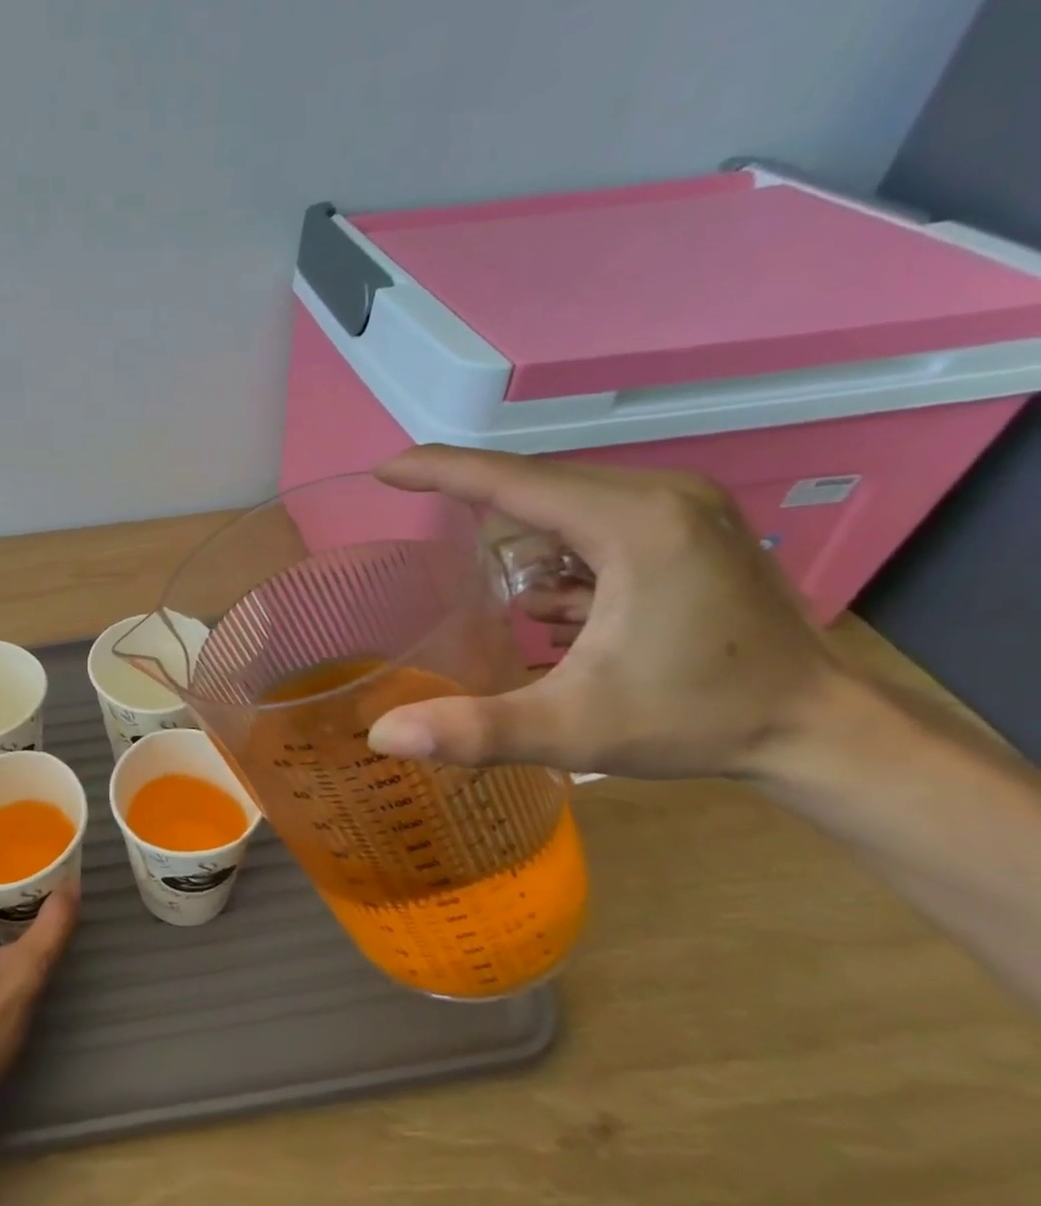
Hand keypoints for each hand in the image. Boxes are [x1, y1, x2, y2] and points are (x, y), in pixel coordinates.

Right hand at [368, 445, 842, 780]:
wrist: (821, 730)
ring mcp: (683, 504)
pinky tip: (567, 607)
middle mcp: (661, 494)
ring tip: (525, 607)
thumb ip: (475, 731)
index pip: (512, 479)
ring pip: (565, 502)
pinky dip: (561, 553)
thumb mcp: (573, 730)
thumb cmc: (697, 721)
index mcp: (633, 523)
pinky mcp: (691, 523)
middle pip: (536, 486)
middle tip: (438, 559)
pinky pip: (596, 517)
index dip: (439, 470)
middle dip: (482, 518)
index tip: (385, 471)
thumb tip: (383, 736)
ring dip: (525, 543)